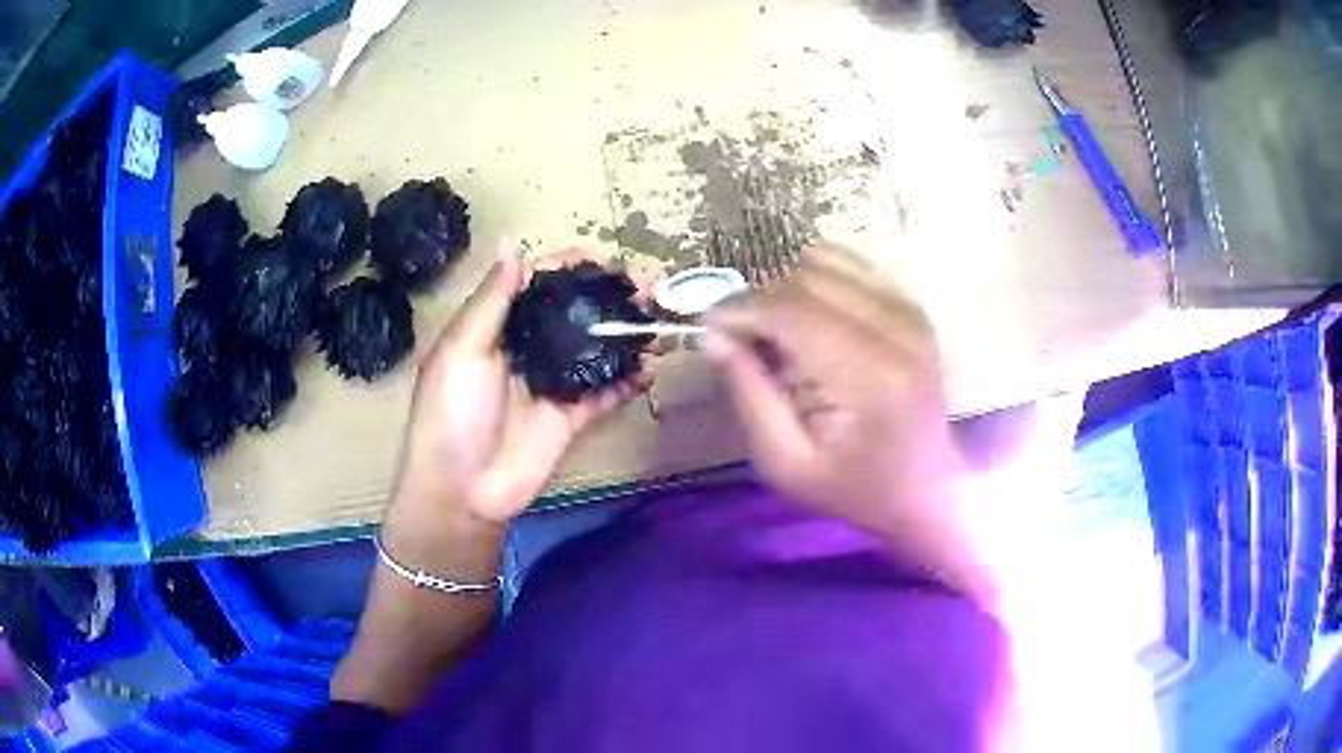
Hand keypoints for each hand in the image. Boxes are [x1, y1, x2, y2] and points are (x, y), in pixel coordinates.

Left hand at [391, 243, 643, 532]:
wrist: (462, 491)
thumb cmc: (452, 414)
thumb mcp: (461, 350)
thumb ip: (492, 300)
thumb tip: (510, 243)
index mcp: (498, 328)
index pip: (539, 285)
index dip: (570, 268)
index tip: (604, 261)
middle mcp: (529, 349)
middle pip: (575, 314)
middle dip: (609, 298)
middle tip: (645, 290)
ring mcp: (553, 384)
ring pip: (596, 349)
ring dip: (625, 335)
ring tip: (657, 322)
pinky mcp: (572, 417)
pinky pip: (606, 393)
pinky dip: (629, 380)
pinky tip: (651, 368)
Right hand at [706, 245, 991, 603]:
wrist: (927, 488)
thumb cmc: (855, 488)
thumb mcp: (787, 463)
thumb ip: (750, 394)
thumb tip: (714, 333)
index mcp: (870, 377)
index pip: (792, 312)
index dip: (742, 311)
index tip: (711, 328)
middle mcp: (897, 329)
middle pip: (807, 279)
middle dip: (762, 300)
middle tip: (743, 339)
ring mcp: (909, 313)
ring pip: (827, 263)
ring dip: (788, 289)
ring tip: (778, 331)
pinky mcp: (911, 307)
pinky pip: (852, 266)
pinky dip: (818, 281)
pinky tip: (811, 319)